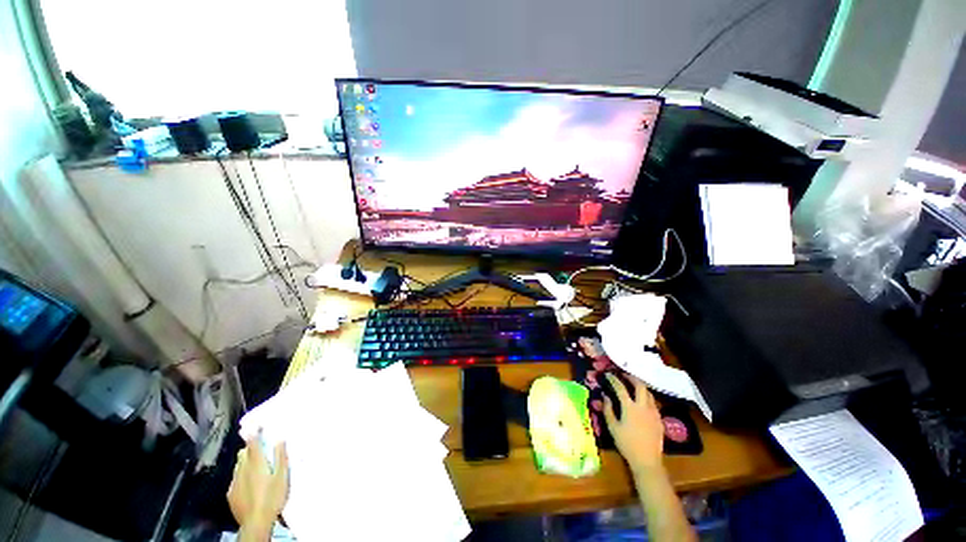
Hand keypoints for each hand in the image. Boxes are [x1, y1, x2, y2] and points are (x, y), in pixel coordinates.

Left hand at [227, 436, 289, 536]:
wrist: (255, 523)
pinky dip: (241, 475)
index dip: (254, 432)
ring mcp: (234, 482)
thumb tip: (280, 440)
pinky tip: (249, 483)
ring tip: (255, 466)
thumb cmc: (273, 498)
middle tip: (259, 448)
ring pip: (238, 466)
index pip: (252, 443)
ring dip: (245, 462)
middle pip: (243, 453)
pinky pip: (235, 478)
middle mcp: (242, 470)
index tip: (256, 424)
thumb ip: (281, 457)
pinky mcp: (231, 494)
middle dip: (249, 449)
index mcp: (256, 464)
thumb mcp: (282, 476)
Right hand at [602, 373, 663, 472]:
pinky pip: (653, 403)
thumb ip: (608, 409)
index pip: (620, 387)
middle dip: (632, 377)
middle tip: (624, 375)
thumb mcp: (613, 427)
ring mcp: (653, 412)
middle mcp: (643, 406)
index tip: (609, 374)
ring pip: (649, 393)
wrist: (648, 461)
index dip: (614, 379)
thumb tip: (605, 396)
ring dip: (640, 386)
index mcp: (630, 407)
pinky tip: (642, 402)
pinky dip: (646, 397)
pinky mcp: (660, 419)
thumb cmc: (627, 444)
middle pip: (640, 385)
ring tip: (633, 386)